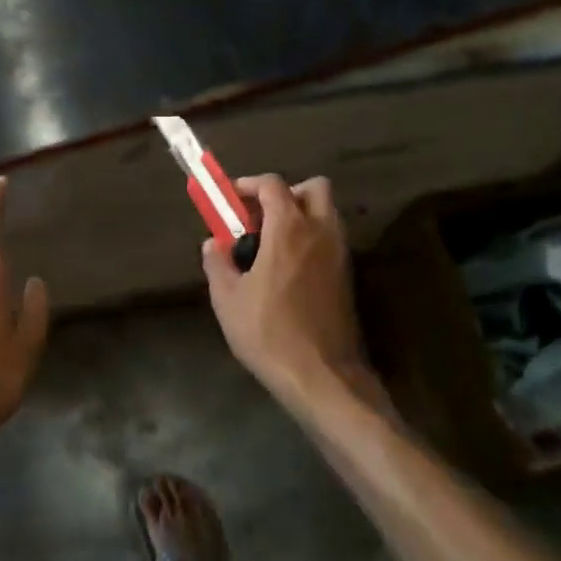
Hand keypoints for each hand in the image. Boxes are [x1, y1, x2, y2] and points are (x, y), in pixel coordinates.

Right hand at [202, 174, 368, 399]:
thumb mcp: (227, 299)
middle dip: (286, 193)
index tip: (231, 199)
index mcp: (289, 229)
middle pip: (314, 188)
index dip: (250, 185)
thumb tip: (213, 243)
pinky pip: (330, 240)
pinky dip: (311, 240)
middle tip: (260, 217)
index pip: (273, 184)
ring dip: (301, 215)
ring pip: (327, 214)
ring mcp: (339, 255)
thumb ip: (218, 263)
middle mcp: (320, 232)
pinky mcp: (348, 277)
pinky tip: (289, 269)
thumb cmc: (269, 333)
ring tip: (271, 244)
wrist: (322, 377)